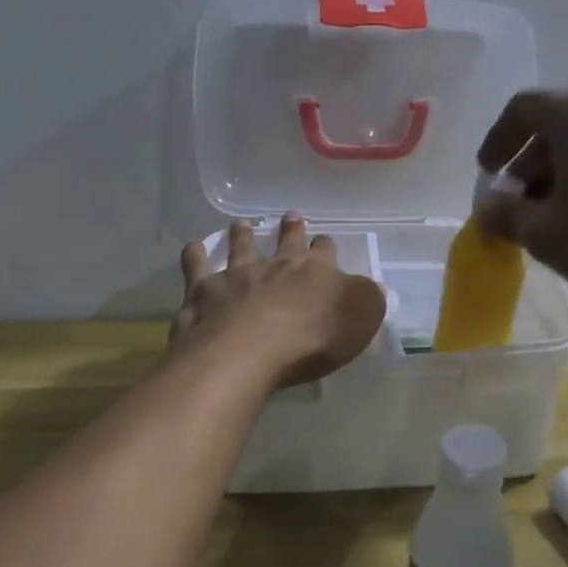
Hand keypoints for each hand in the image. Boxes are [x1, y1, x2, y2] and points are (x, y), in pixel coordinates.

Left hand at [171, 214, 386, 387]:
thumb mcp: (359, 319)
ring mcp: (237, 275)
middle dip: (290, 228)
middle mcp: (276, 264)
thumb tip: (375, 286)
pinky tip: (193, 248)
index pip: (325, 251)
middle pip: (285, 241)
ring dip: (242, 234)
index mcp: (315, 270)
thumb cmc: (312, 339)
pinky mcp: (204, 291)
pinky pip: (197, 266)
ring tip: (240, 223)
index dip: (326, 247)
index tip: (324, 241)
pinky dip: (195, 255)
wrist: (248, 351)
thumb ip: (368, 299)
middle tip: (290, 215)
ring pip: (240, 246)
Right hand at [476, 90, 567, 299]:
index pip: (522, 108)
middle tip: (518, 205)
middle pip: (555, 126)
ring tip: (553, 218)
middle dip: (528, 165)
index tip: (489, 175)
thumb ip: (504, 215)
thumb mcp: (543, 233)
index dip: (498, 140)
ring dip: (559, 174)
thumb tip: (490, 209)